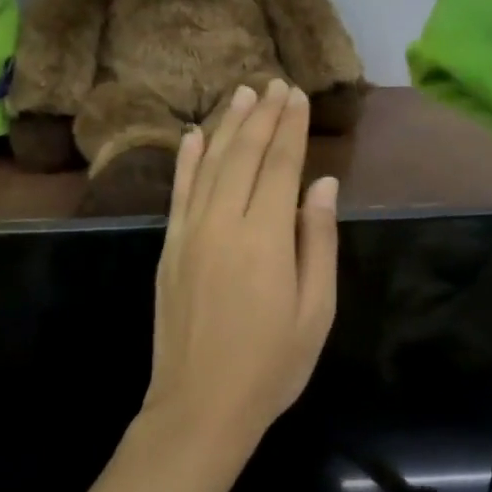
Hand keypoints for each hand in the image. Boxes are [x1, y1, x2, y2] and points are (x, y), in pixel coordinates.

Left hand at [145, 80, 338, 448]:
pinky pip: (178, 193)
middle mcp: (224, 223)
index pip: (280, 166)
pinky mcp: (169, 247)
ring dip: (228, 126)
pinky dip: (186, 160)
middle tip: (275, 85)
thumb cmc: (271, 365)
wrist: (200, 406)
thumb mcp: (315, 310)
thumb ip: (318, 241)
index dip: (290, 128)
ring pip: (210, 165)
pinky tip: (193, 135)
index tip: (297, 95)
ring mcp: (190, 233)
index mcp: (265, 238)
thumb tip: (323, 185)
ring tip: (243, 94)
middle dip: (263, 117)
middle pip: (245, 156)